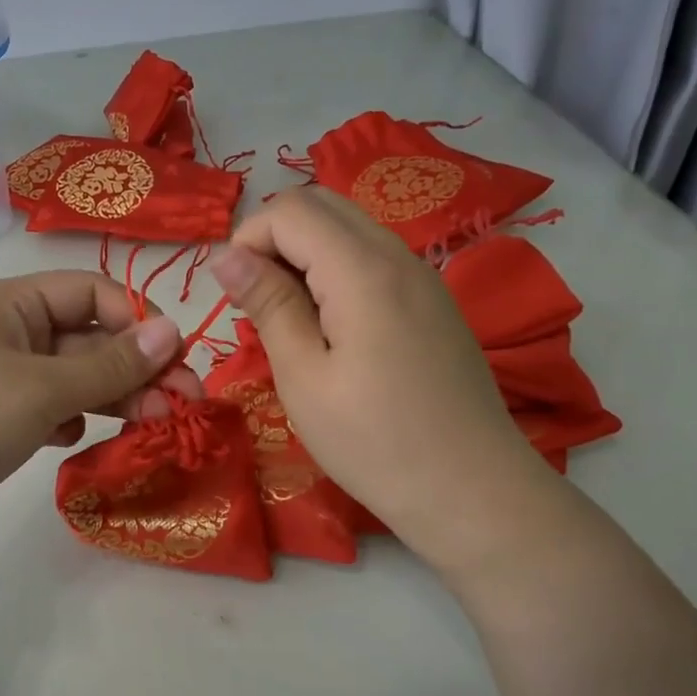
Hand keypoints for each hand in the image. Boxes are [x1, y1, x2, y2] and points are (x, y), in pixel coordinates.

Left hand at [0, 272, 202, 553]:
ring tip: (155, 424)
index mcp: (9, 304)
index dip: (135, 320)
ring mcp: (1, 382)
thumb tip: (175, 331)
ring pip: (76, 379)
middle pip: (89, 339)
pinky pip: (53, 410)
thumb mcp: (41, 388)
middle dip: (137, 368)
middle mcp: (6, 335)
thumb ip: (111, 365)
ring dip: (116, 397)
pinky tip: (76, 440)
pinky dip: (75, 420)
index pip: (90, 293)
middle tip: (186, 403)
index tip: (172, 360)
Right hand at [211, 189, 548, 575]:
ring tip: (287, 318)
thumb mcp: (303, 377)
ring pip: (349, 228)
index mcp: (362, 269)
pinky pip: (373, 257)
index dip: (247, 239)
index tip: (233, 296)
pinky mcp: (433, 301)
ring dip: (305, 254)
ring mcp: (423, 276)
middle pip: (321, 205)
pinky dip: (336, 271)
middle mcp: (398, 254)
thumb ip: (267, 304)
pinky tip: (330, 327)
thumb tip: (224, 255)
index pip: (290, 210)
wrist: (471, 490)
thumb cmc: (374, 442)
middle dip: (274, 238)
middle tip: (255, 301)